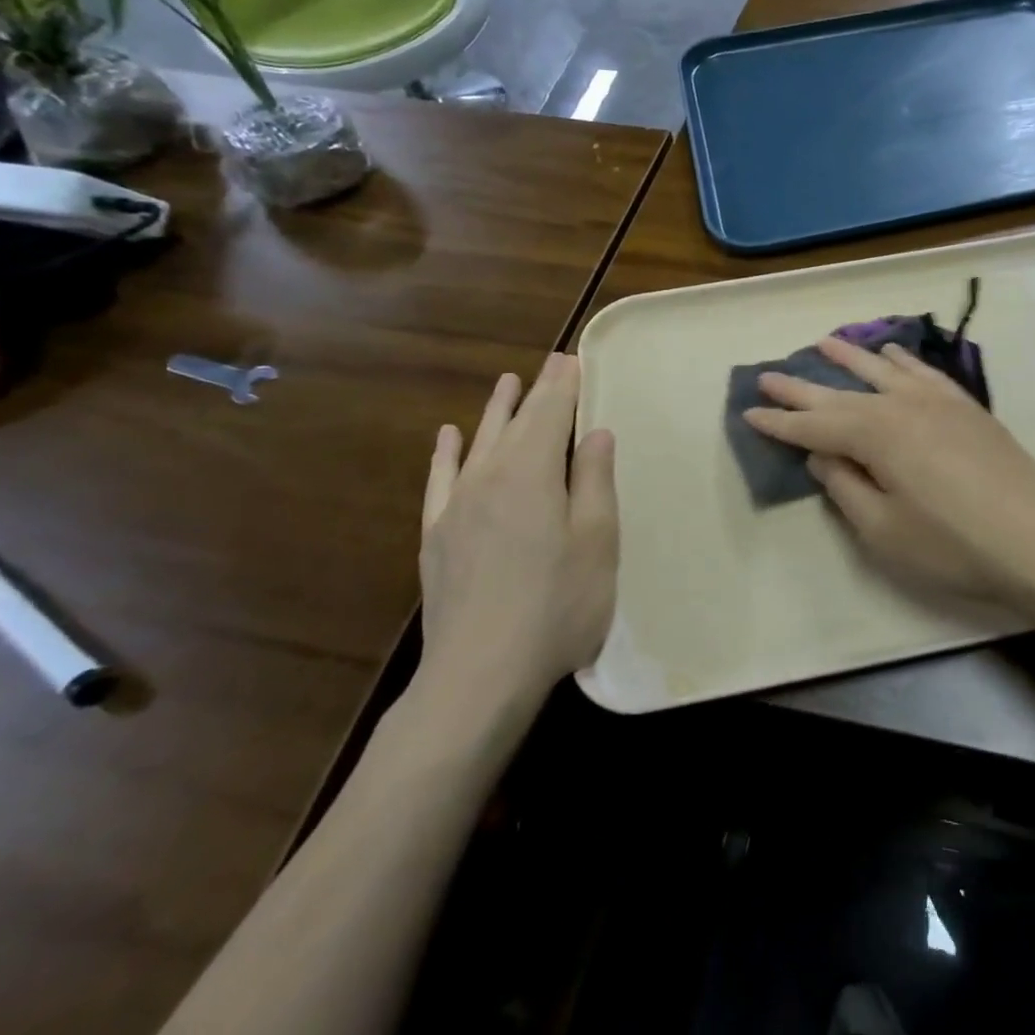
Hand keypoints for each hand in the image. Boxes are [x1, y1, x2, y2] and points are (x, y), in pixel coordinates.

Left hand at [415, 353, 617, 724]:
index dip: (564, 384)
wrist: (480, 675)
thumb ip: (594, 480)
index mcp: (533, 473)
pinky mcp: (437, 536)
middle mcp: (490, 477)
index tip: (573, 358)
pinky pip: (440, 480)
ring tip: (507, 383)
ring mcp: (456, 506)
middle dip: (537, 391)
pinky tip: (447, 438)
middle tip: (552, 363)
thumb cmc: (557, 605)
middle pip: (517, 422)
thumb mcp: (597, 540)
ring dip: (496, 411)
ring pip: (478, 443)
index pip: (551, 413)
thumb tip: (594, 432)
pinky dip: (446, 454)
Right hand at [742, 337, 1034, 609]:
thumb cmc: (953, 543)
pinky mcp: (965, 405)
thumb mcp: (884, 530)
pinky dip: (901, 359)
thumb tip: (822, 454)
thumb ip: (846, 488)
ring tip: (822, 343)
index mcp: (875, 434)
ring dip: (849, 357)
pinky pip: (922, 371)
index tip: (749, 412)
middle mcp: (901, 404)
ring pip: (881, 369)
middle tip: (767, 374)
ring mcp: (937, 400)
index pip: (814, 425)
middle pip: (840, 392)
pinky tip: (891, 352)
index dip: (780, 422)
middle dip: (801, 386)